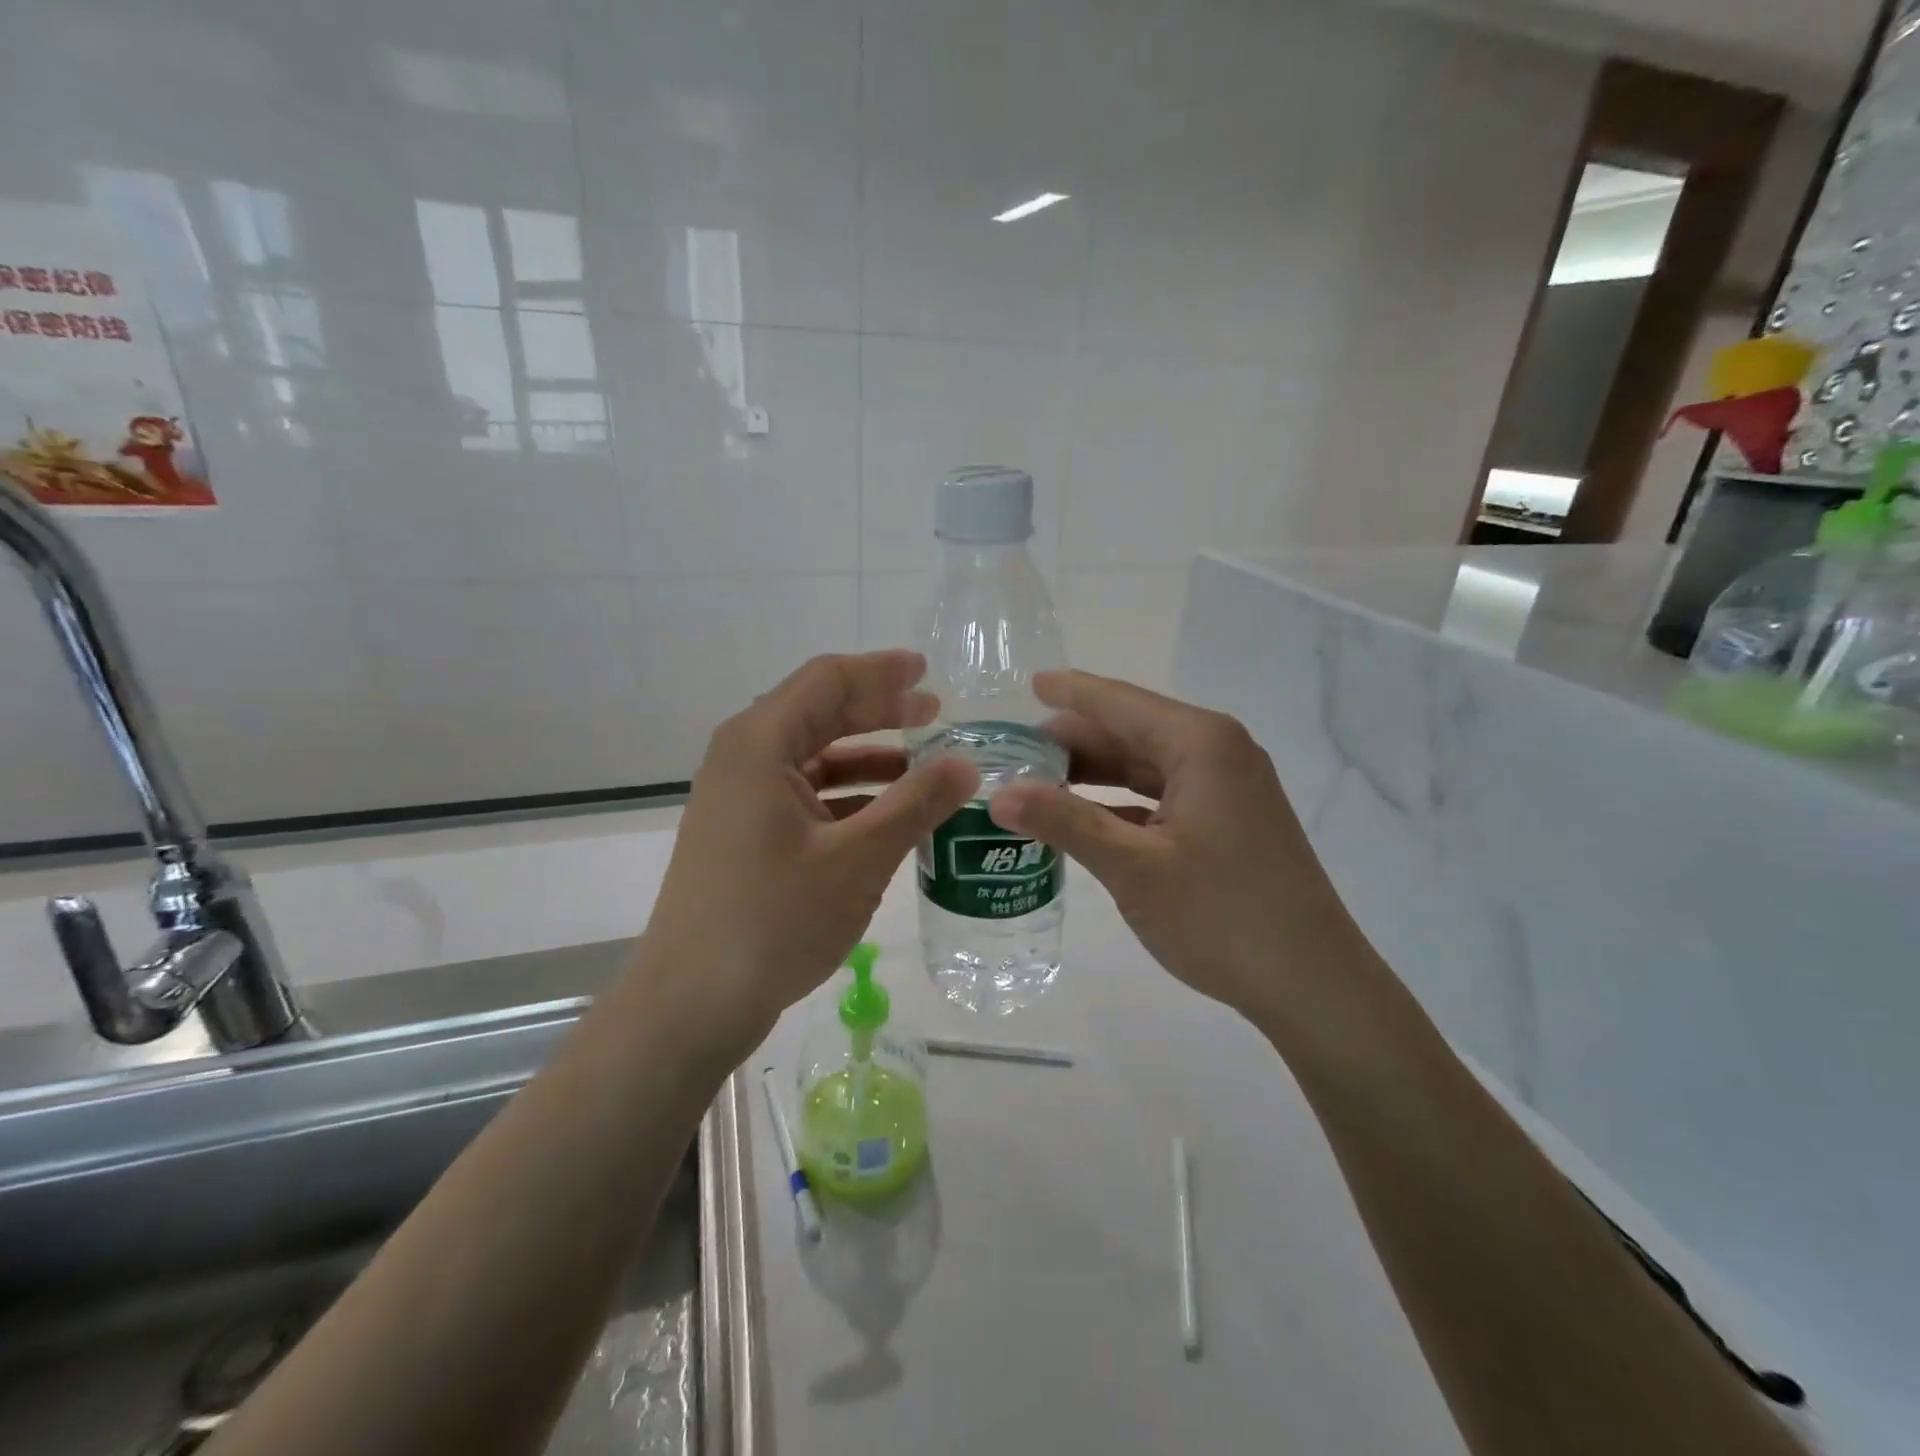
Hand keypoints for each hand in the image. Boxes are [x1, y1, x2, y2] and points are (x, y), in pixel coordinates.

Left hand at [639, 651, 977, 1058]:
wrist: (691, 1004)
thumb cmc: (773, 920)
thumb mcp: (858, 859)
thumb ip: (916, 804)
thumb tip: (967, 764)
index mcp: (760, 744)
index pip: (828, 681)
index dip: (882, 672)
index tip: (930, 673)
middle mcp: (743, 759)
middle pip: (820, 713)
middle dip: (879, 711)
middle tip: (935, 714)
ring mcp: (740, 799)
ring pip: (814, 757)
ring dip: (868, 756)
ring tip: (923, 765)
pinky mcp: (744, 835)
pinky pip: (804, 795)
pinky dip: (848, 796)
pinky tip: (888, 814)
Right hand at [987, 670, 1369, 1026]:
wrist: (1312, 984)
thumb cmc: (1221, 915)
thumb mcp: (1132, 867)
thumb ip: (1064, 822)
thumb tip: (997, 793)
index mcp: (1199, 743)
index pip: (1118, 702)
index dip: (1069, 692)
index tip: (1025, 683)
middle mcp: (1216, 751)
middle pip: (1130, 730)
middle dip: (1072, 740)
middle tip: (1012, 753)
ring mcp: (1226, 788)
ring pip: (1144, 765)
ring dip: (1093, 773)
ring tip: (1035, 781)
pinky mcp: (1227, 821)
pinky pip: (1161, 795)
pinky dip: (1119, 802)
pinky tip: (1081, 818)